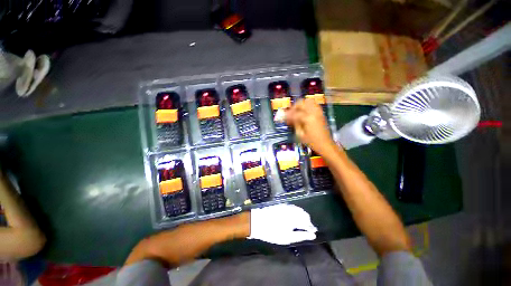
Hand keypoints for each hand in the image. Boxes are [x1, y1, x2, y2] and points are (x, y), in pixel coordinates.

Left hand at [248, 204, 316, 244]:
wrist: (257, 221)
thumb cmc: (273, 232)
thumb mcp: (288, 237)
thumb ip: (302, 235)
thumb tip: (313, 235)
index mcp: (294, 217)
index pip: (307, 221)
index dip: (311, 227)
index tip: (313, 232)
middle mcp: (291, 209)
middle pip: (303, 214)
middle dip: (307, 221)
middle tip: (307, 229)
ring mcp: (286, 206)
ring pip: (298, 210)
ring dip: (301, 216)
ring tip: (301, 225)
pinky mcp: (281, 205)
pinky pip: (292, 208)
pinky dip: (295, 213)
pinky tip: (294, 218)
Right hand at [284, 99, 335, 154]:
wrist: (325, 145)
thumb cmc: (312, 142)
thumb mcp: (300, 135)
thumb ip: (295, 124)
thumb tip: (289, 118)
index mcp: (308, 118)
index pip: (295, 113)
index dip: (287, 116)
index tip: (282, 118)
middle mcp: (314, 112)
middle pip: (301, 103)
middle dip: (293, 107)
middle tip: (289, 114)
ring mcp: (318, 112)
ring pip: (308, 101)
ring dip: (300, 105)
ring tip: (296, 112)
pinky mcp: (321, 113)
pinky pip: (313, 104)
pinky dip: (307, 106)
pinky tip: (303, 112)